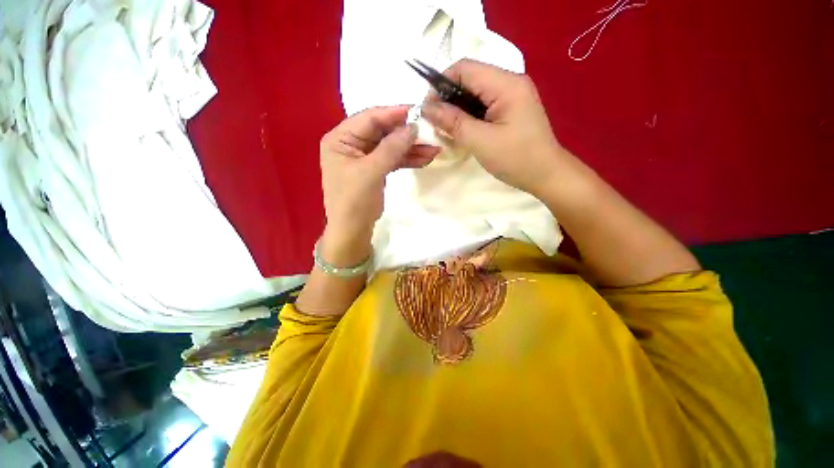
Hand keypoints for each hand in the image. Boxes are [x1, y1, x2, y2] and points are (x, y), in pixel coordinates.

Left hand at [319, 106, 439, 264]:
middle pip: (382, 132)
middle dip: (407, 134)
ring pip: (391, 146)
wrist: (353, 230)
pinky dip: (408, 160)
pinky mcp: (375, 169)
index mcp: (340, 139)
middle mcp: (351, 144)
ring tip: (434, 149)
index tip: (418, 110)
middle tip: (430, 132)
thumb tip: (412, 127)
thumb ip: (391, 148)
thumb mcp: (371, 172)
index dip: (394, 113)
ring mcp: (364, 157)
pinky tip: (425, 159)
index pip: (369, 118)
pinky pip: (393, 159)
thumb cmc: (354, 201)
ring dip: (411, 148)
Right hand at [420, 59, 570, 196]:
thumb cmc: (516, 159)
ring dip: (457, 108)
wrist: (545, 175)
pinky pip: (483, 105)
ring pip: (475, 93)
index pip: (465, 68)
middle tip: (436, 122)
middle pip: (470, 79)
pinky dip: (468, 116)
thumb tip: (426, 108)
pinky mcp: (510, 109)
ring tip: (446, 129)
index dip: (441, 84)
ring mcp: (512, 96)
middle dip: (448, 98)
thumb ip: (453, 122)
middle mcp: (510, 82)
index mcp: (506, 84)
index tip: (428, 109)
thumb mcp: (480, 141)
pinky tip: (462, 130)